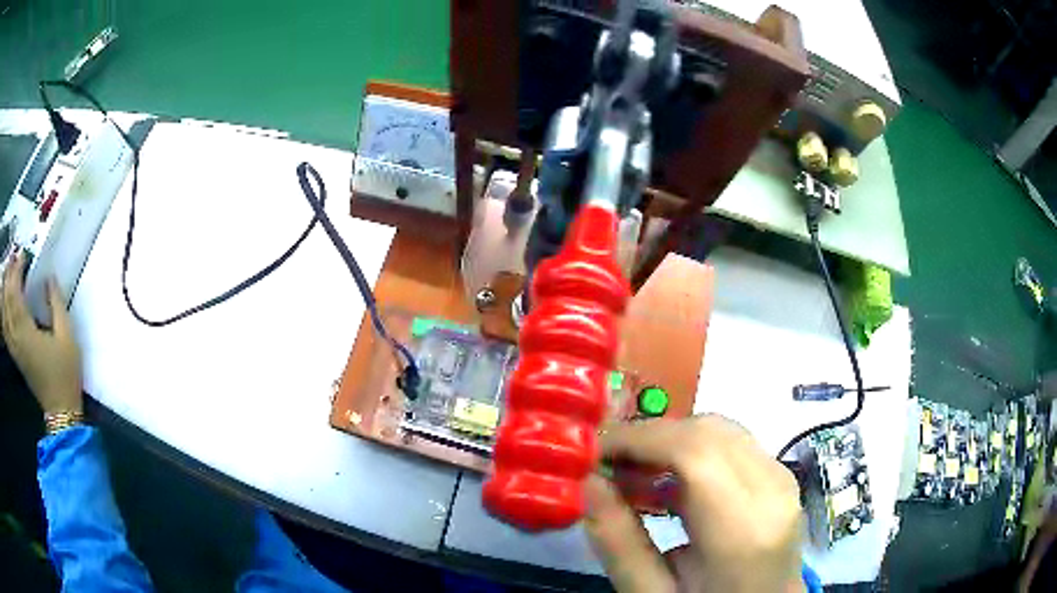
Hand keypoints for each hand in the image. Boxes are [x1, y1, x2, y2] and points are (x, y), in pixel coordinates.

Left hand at [2, 250, 82, 414]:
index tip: (24, 255)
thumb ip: (57, 304)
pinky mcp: (15, 355)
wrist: (61, 411)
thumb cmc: (65, 374)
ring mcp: (15, 349)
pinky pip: (5, 328)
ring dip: (4, 290)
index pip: (15, 294)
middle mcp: (17, 339)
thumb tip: (49, 278)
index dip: (17, 270)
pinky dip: (3, 310)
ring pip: (4, 314)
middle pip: (7, 301)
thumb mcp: (67, 337)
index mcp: (27, 333)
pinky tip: (5, 300)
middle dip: (9, 275)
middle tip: (15, 257)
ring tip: (8, 272)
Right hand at [585, 415, 805, 592]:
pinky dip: (693, 450)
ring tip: (632, 475)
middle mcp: (773, 491)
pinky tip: (668, 483)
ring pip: (721, 430)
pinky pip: (733, 444)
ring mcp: (783, 480)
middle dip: (650, 437)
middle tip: (608, 465)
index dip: (638, 439)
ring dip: (671, 442)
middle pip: (708, 431)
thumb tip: (588, 483)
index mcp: (743, 530)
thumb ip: (619, 544)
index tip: (593, 452)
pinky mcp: (781, 477)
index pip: (694, 451)